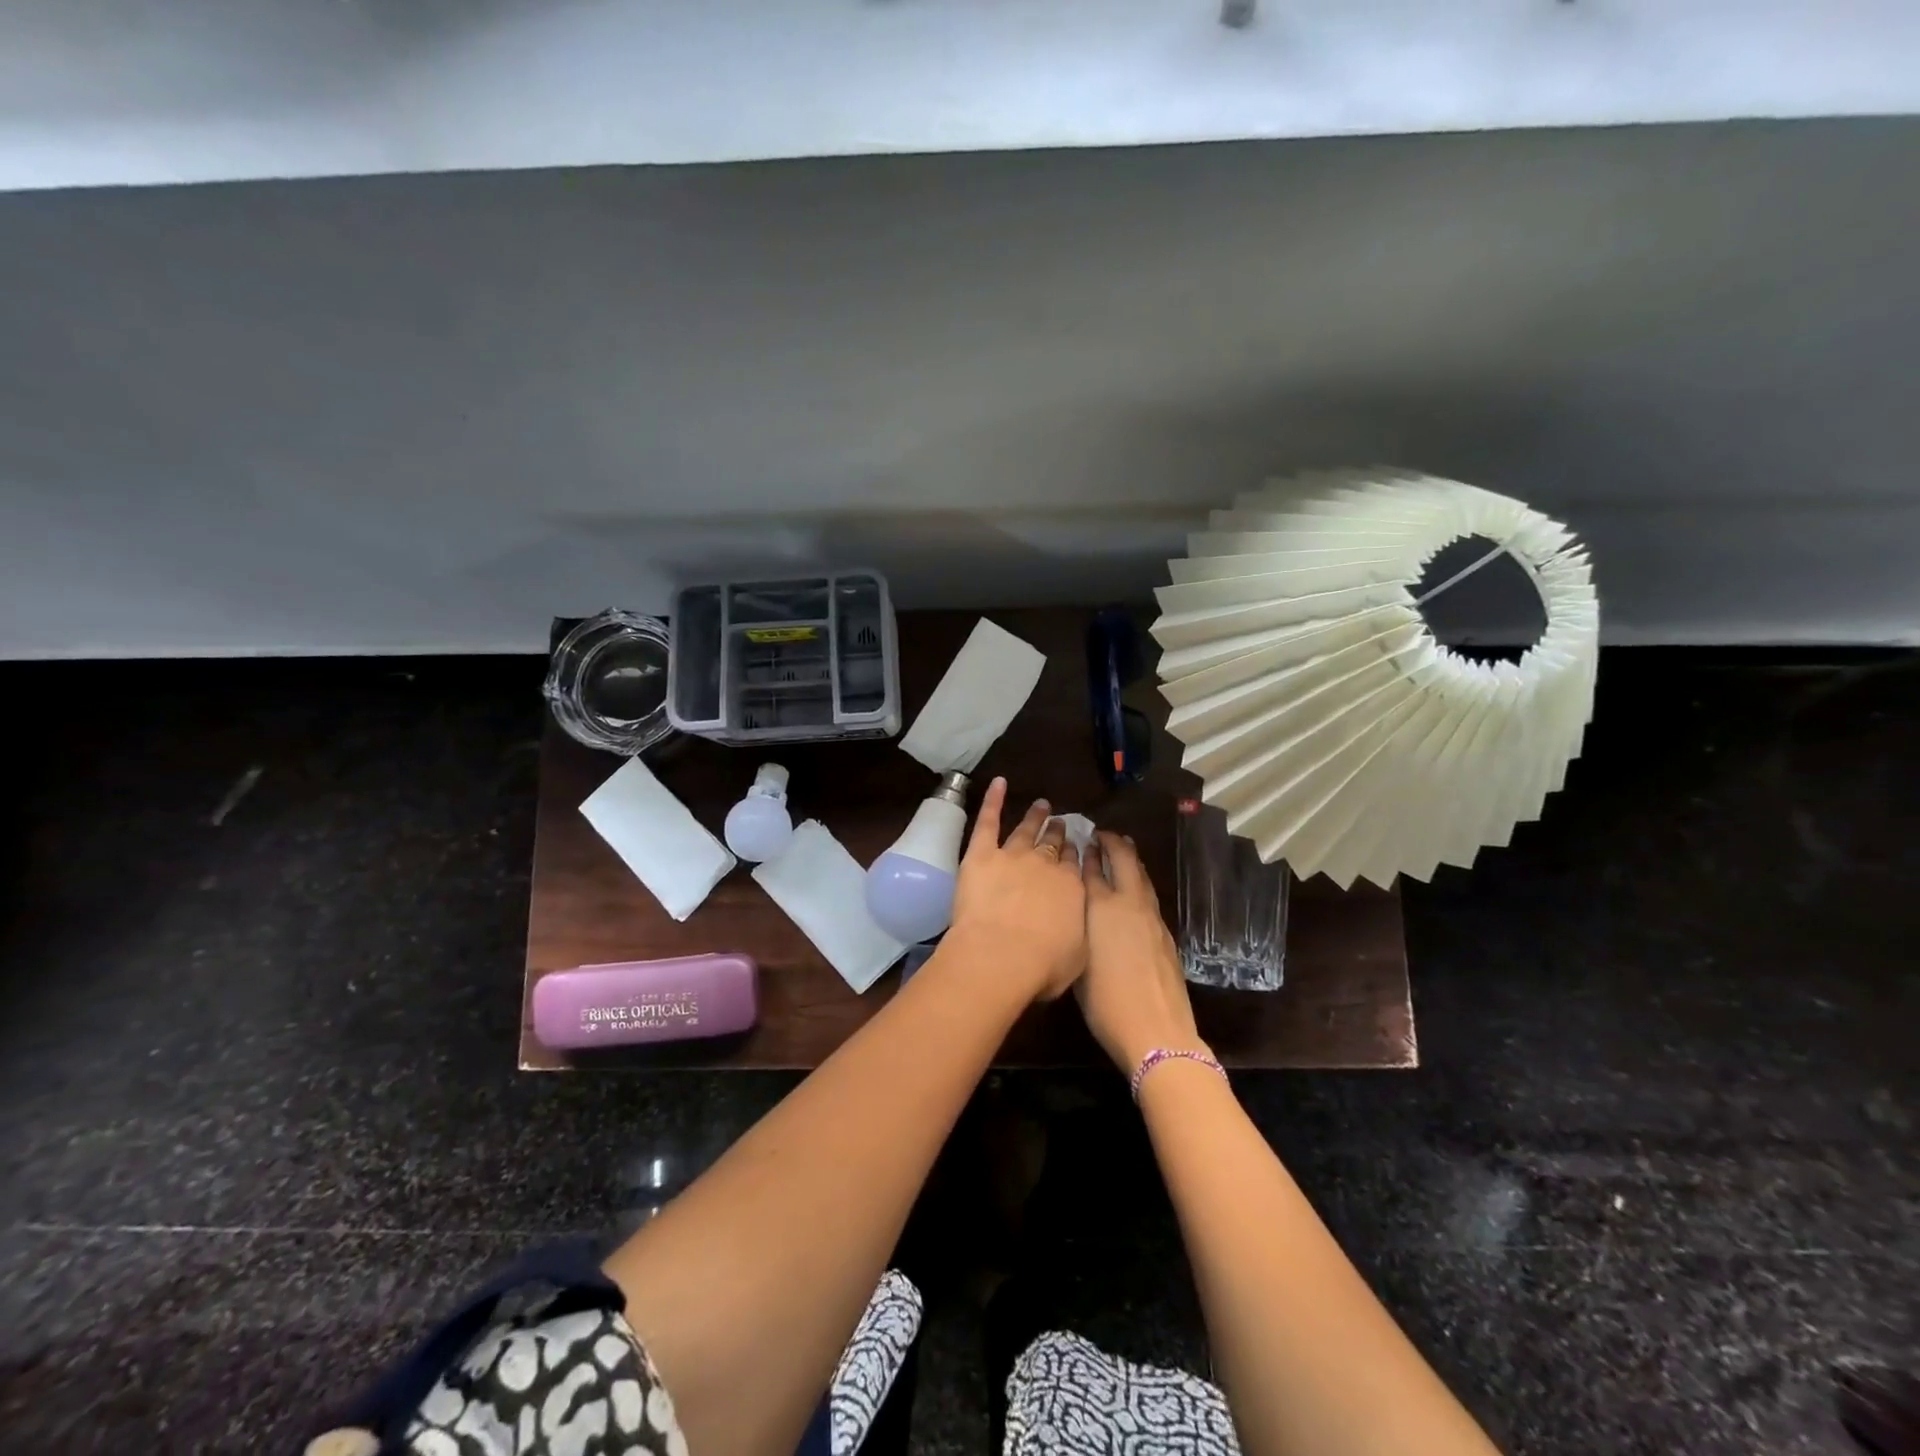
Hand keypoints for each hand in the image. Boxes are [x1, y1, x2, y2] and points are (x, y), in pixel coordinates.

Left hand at [946, 777, 1086, 1000]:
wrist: (1001, 955)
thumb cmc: (1042, 965)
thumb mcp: (1076, 954)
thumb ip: (1076, 931)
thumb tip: (1073, 923)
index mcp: (1071, 888)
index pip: (1074, 865)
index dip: (1073, 854)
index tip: (1074, 847)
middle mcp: (1045, 865)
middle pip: (1053, 845)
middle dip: (1058, 833)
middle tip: (1060, 822)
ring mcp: (1012, 855)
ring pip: (1026, 830)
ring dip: (1034, 817)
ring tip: (1041, 805)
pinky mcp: (981, 854)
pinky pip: (988, 820)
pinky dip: (992, 800)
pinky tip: (998, 783)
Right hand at [1076, 831, 1203, 1074]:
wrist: (1156, 1030)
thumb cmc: (1105, 1002)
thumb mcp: (1078, 963)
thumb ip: (1077, 929)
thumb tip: (1077, 912)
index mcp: (1101, 909)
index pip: (1091, 870)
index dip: (1086, 853)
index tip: (1082, 839)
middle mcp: (1128, 905)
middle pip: (1124, 861)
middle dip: (1114, 843)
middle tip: (1104, 834)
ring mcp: (1152, 919)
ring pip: (1142, 877)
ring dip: (1132, 860)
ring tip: (1123, 848)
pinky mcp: (1166, 935)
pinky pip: (1150, 896)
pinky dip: (1140, 883)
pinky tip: (1136, 890)